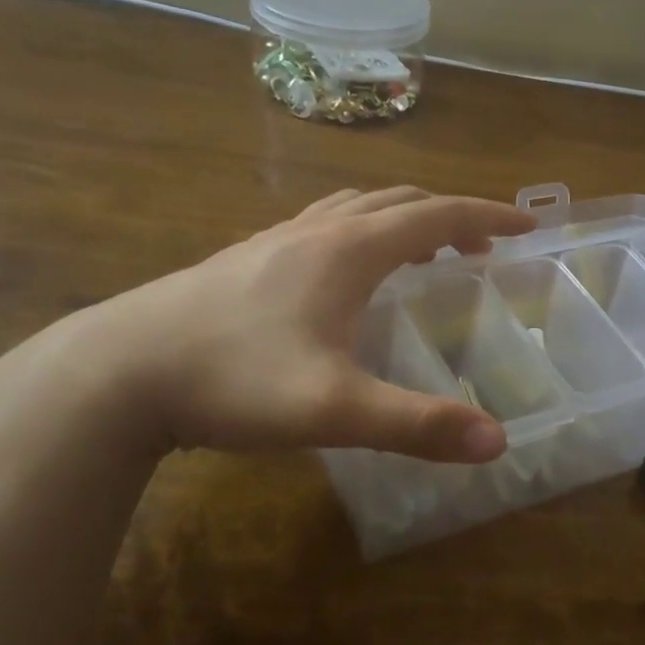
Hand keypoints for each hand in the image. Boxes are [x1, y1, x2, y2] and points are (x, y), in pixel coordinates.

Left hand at [60, 187, 534, 460]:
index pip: (436, 215)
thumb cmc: (234, 379)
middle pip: (399, 203)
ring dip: (402, 219)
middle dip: (449, 216)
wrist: (118, 372)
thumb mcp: (334, 409)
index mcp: (349, 249)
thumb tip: (497, 441)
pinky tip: (345, 270)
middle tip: (483, 243)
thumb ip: (417, 424)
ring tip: (425, 251)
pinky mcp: (245, 259)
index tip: (526, 224)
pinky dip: (359, 231)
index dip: (486, 215)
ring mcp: (275, 240)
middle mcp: (317, 231)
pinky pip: (321, 225)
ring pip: (355, 208)